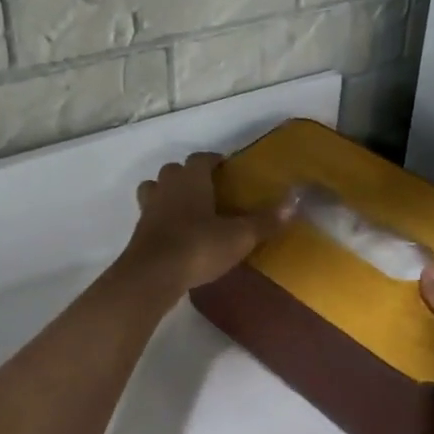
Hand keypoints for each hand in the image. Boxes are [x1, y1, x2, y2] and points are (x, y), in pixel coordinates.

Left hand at [116, 152, 286, 294]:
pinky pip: (150, 216)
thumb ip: (265, 220)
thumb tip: (294, 202)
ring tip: (187, 209)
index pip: (200, 158)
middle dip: (189, 175)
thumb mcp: (239, 236)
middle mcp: (167, 187)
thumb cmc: (198, 246)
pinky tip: (175, 235)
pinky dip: (161, 219)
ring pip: (155, 189)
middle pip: (174, 170)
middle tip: (208, 190)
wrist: (152, 275)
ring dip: (168, 194)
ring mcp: (148, 209)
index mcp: (191, 179)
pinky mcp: (138, 232)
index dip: (213, 161)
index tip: (226, 168)